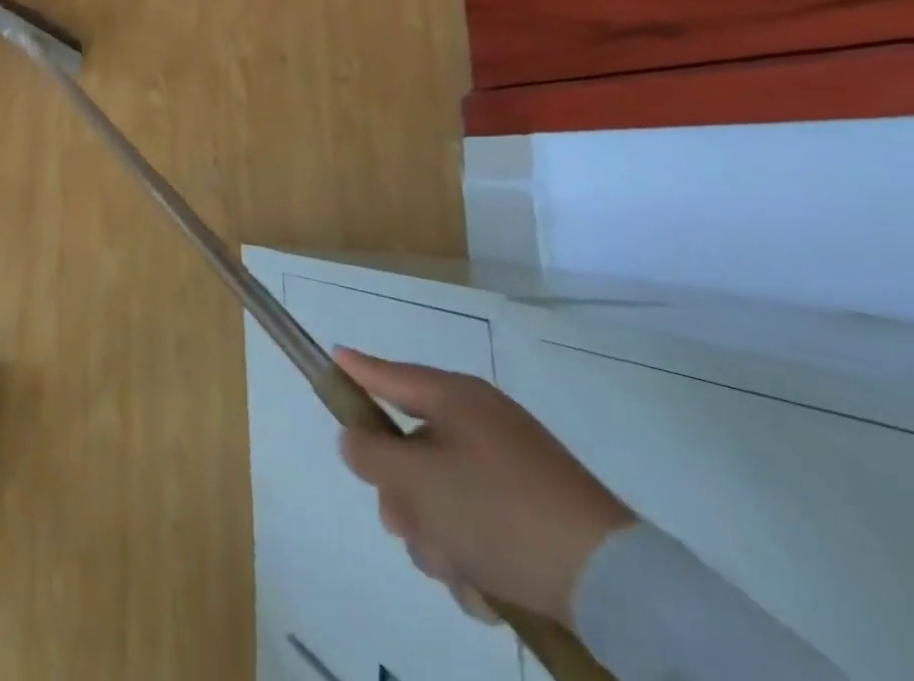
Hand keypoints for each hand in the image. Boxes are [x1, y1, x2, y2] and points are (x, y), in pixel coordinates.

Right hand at [335, 347, 635, 624]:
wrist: (616, 589)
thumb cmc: (499, 512)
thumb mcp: (416, 480)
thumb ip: (369, 453)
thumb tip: (355, 441)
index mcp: (454, 399)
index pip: (388, 374)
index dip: (355, 369)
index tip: (332, 357)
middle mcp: (480, 426)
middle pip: (410, 450)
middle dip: (402, 497)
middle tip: (406, 527)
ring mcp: (512, 473)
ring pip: (441, 498)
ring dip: (436, 538)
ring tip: (459, 573)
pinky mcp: (537, 520)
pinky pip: (479, 529)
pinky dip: (473, 559)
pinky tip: (486, 591)